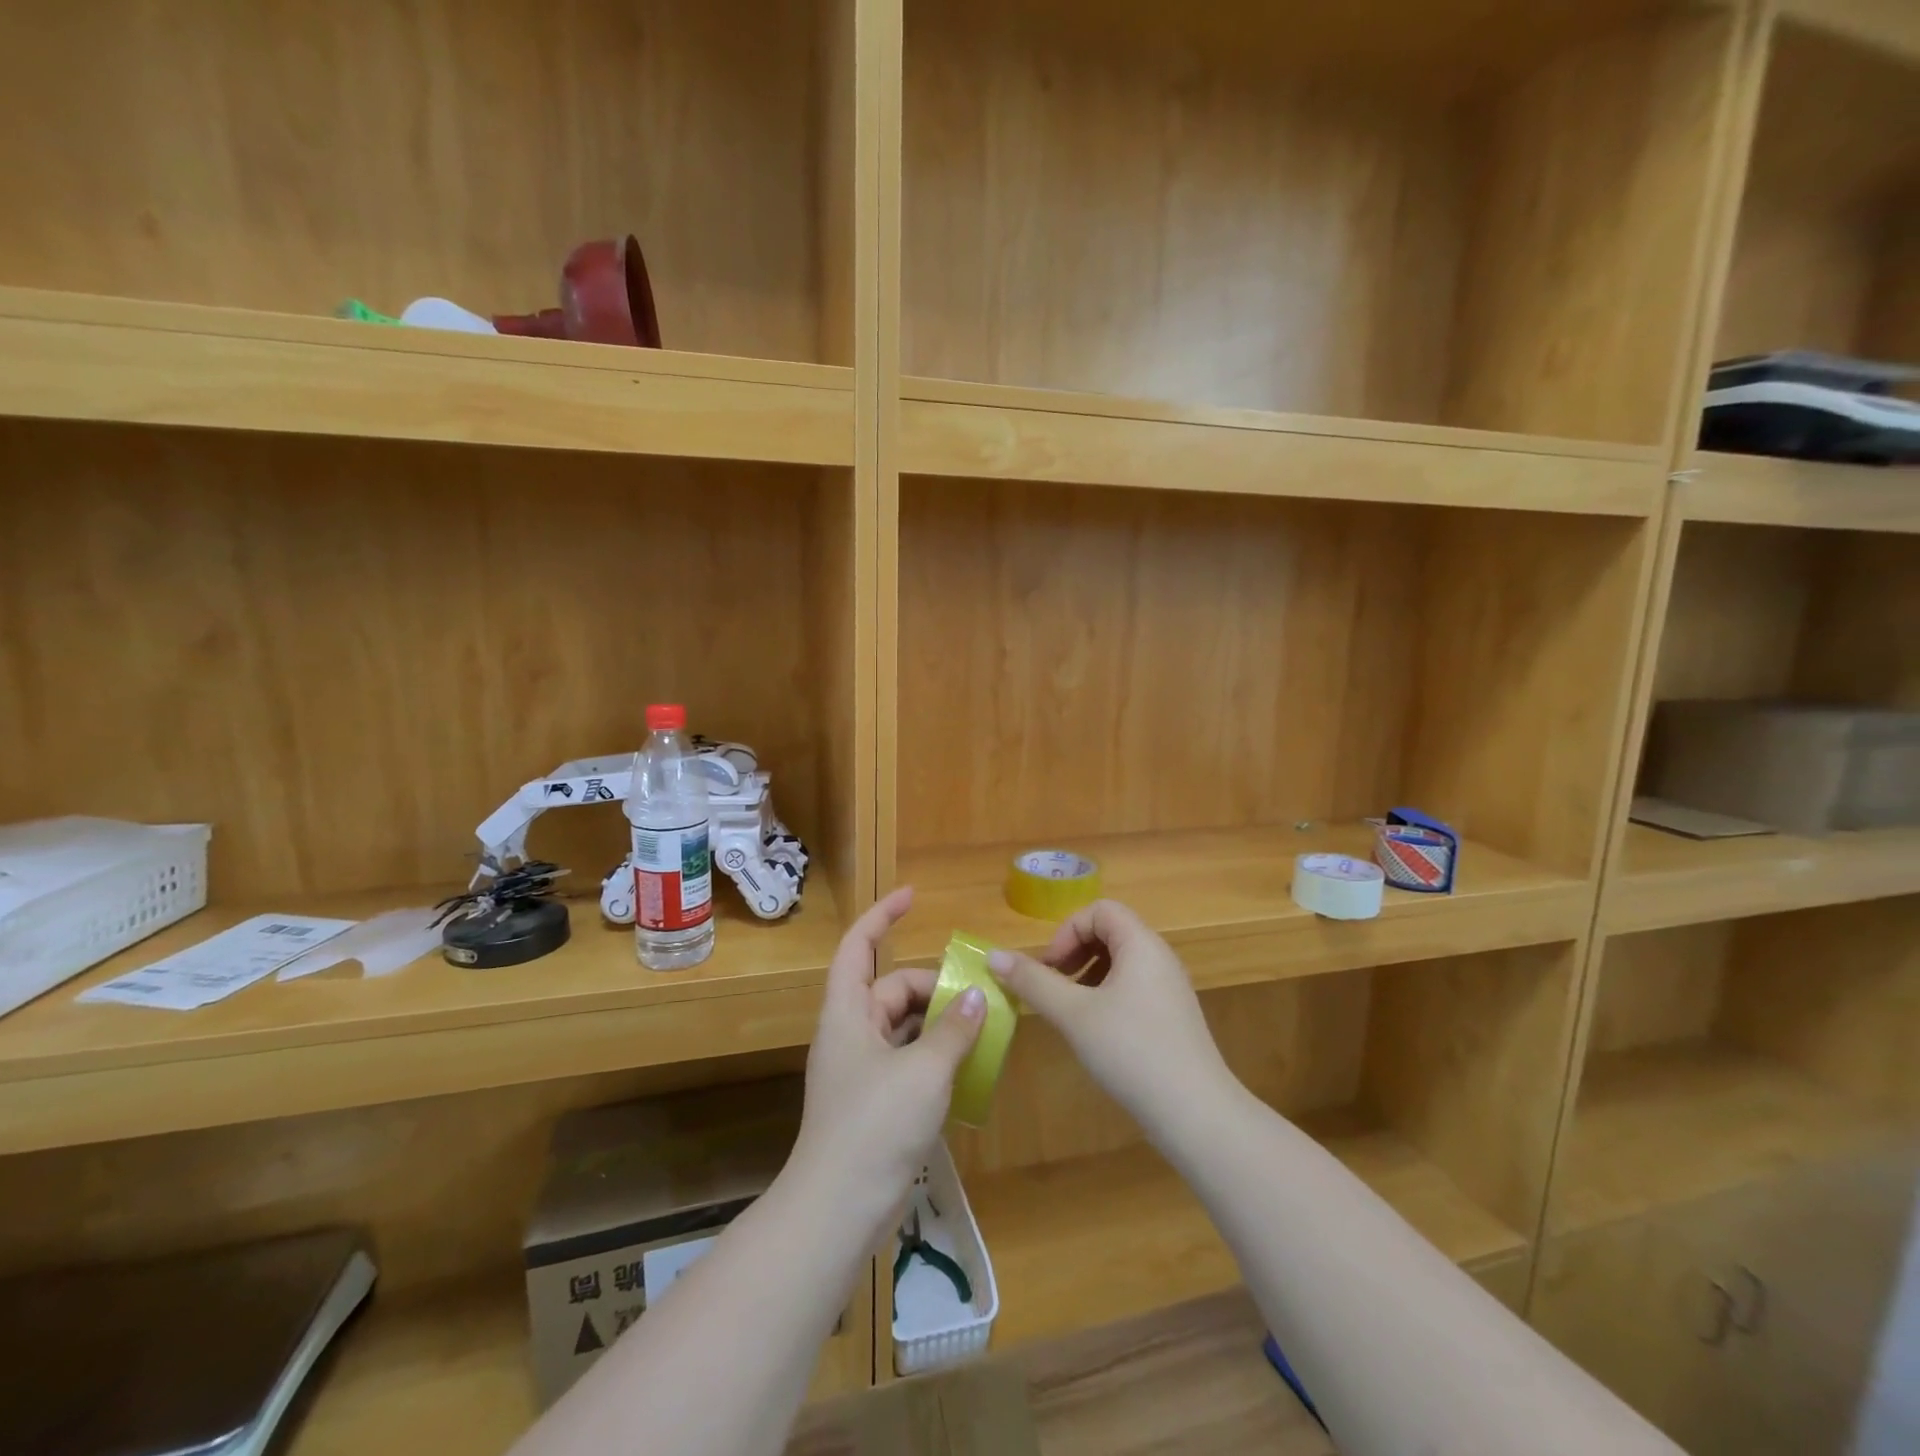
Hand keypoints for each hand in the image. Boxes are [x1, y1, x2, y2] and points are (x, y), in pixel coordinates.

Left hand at [793, 887, 984, 1235]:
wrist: (838, 1211)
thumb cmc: (874, 1126)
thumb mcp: (923, 1071)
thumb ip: (954, 1030)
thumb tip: (978, 995)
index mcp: (848, 1013)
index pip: (858, 946)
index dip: (881, 915)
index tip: (912, 896)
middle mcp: (852, 1033)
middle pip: (893, 989)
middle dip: (934, 986)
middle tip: (980, 994)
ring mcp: (863, 1070)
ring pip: (905, 1027)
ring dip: (941, 1023)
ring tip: (985, 1025)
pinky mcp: (876, 1102)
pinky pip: (910, 1061)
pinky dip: (937, 1056)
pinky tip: (970, 1066)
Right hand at [987, 900, 1233, 1129]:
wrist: (1196, 1114)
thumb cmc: (1132, 1052)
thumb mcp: (1074, 1014)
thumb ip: (1033, 982)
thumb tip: (993, 955)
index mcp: (1141, 944)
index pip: (1100, 910)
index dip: (1067, 931)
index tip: (1049, 968)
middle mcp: (1160, 958)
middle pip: (1110, 932)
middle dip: (1074, 952)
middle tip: (1053, 986)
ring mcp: (1169, 988)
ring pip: (1120, 962)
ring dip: (1087, 975)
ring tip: (1069, 1009)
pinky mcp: (1172, 1017)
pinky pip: (1133, 987)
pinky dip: (1106, 995)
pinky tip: (1094, 1031)